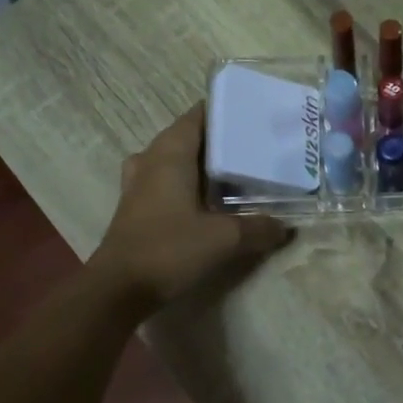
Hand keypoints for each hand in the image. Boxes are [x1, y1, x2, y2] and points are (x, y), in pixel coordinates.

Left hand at [93, 104, 290, 310]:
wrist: (117, 291)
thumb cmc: (169, 249)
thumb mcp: (225, 238)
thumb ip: (258, 228)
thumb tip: (285, 227)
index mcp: (171, 153)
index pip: (199, 115)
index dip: (227, 111)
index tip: (256, 116)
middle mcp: (152, 159)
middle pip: (189, 136)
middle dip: (220, 139)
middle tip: (255, 146)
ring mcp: (138, 184)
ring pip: (176, 159)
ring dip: (202, 162)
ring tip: (235, 171)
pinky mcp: (135, 207)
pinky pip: (167, 181)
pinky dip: (188, 183)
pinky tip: (209, 200)